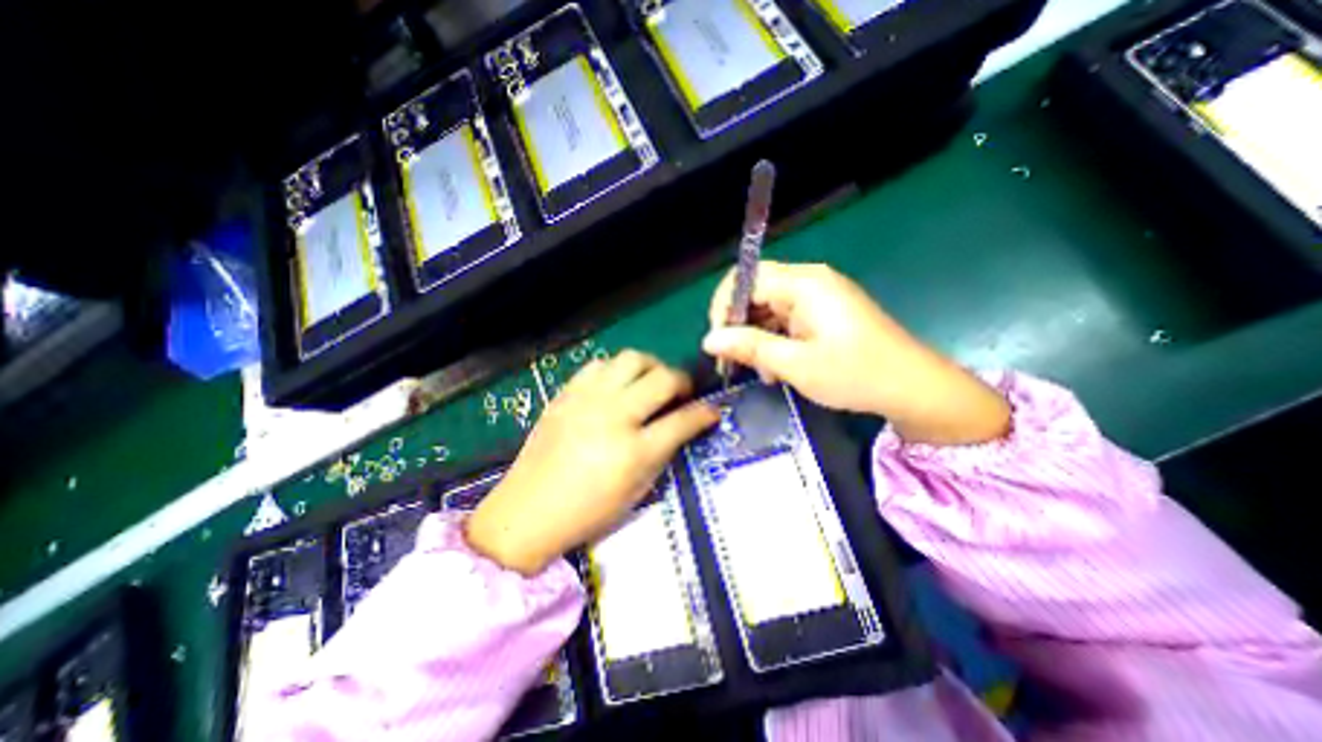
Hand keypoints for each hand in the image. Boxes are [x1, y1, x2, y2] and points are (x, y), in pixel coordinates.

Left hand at [467, 349, 717, 573]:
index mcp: (634, 451)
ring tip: (651, 382)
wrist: (527, 511)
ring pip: (632, 358)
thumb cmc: (588, 511)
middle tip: (682, 392)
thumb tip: (683, 426)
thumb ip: (663, 453)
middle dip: (682, 381)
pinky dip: (617, 370)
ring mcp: (587, 399)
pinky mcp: (566, 393)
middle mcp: (614, 416)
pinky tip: (617, 386)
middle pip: (662, 378)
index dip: (704, 413)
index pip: (683, 420)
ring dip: (651, 367)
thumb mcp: (636, 491)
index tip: (712, 410)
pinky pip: (599, 364)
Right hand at [707, 261, 1009, 444]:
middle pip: (756, 291)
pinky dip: (775, 340)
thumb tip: (709, 340)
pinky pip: (786, 319)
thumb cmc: (855, 374)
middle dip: (739, 325)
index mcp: (804, 284)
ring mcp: (819, 296)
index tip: (718, 341)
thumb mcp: (795, 364)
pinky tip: (777, 367)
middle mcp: (810, 281)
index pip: (746, 279)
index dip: (724, 307)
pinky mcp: (824, 313)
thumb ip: (749, 347)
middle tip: (735, 360)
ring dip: (757, 337)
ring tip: (761, 372)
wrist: (913, 388)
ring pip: (769, 307)